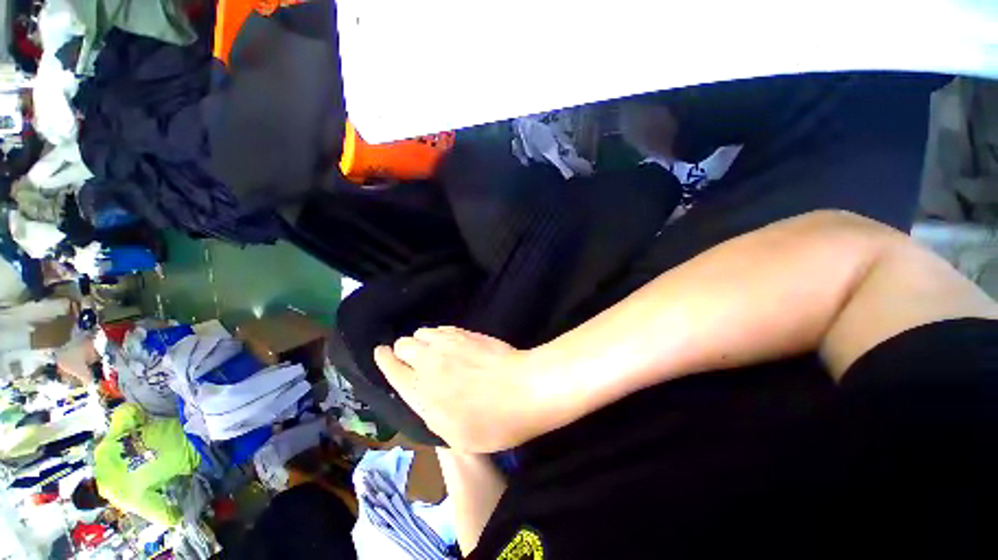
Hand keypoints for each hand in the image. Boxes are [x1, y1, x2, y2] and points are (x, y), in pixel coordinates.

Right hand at [374, 326, 551, 451]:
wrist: (523, 389)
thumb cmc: (492, 423)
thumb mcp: (455, 436)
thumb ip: (432, 412)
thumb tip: (425, 396)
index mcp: (421, 393)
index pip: (391, 368)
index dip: (384, 359)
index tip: (381, 353)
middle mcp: (429, 363)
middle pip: (403, 344)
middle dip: (404, 350)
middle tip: (417, 360)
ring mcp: (448, 343)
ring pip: (422, 332)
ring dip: (423, 341)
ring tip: (436, 351)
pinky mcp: (467, 333)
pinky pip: (443, 328)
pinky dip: (440, 334)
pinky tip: (451, 343)